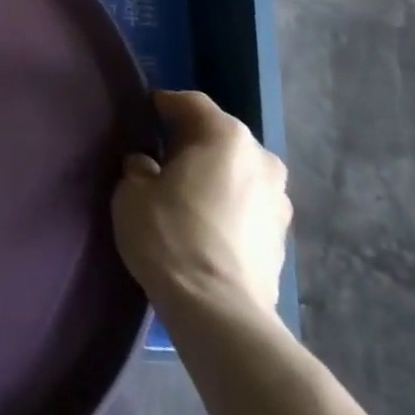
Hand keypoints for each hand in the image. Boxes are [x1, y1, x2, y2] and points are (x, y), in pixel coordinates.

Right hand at [112, 90, 290, 316]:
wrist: (220, 311)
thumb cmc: (170, 236)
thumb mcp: (132, 193)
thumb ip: (139, 168)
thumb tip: (148, 166)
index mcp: (226, 136)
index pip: (192, 103)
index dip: (166, 104)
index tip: (147, 111)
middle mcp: (261, 158)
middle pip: (221, 136)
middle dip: (193, 141)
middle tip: (163, 155)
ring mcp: (279, 198)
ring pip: (239, 171)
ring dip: (215, 175)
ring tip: (186, 193)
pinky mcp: (283, 235)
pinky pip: (248, 203)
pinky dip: (229, 204)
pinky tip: (206, 223)